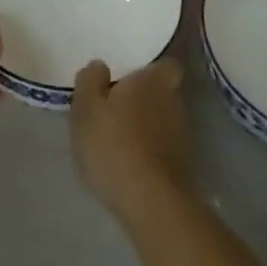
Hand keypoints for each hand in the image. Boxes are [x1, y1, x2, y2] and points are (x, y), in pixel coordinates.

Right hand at [70, 57, 190, 222]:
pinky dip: (147, 150)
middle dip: (142, 98)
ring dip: (144, 125)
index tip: (130, 76)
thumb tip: (99, 66)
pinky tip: (126, 162)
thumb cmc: (113, 144)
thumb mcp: (86, 108)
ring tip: (117, 137)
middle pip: (161, 92)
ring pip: (161, 120)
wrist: (149, 201)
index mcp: (153, 81)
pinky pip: (161, 146)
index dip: (151, 69)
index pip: (166, 64)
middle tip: (114, 106)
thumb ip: (90, 81)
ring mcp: (181, 135)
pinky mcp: (181, 165)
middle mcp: (173, 102)